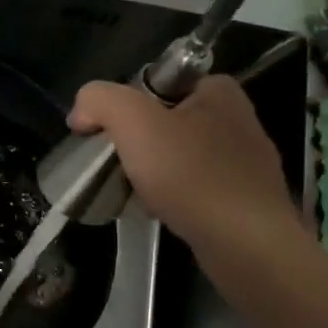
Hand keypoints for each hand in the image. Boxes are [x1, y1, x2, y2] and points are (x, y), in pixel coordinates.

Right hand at [68, 75, 303, 263]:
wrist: (245, 242)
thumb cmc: (191, 175)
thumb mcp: (133, 122)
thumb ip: (100, 101)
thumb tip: (82, 111)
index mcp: (218, 90)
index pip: (155, 85)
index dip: (124, 107)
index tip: (107, 135)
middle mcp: (237, 118)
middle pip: (164, 122)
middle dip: (136, 143)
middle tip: (117, 167)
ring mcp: (245, 160)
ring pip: (177, 156)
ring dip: (151, 172)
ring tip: (134, 193)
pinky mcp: (245, 196)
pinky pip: (194, 186)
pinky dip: (172, 195)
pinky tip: (160, 210)